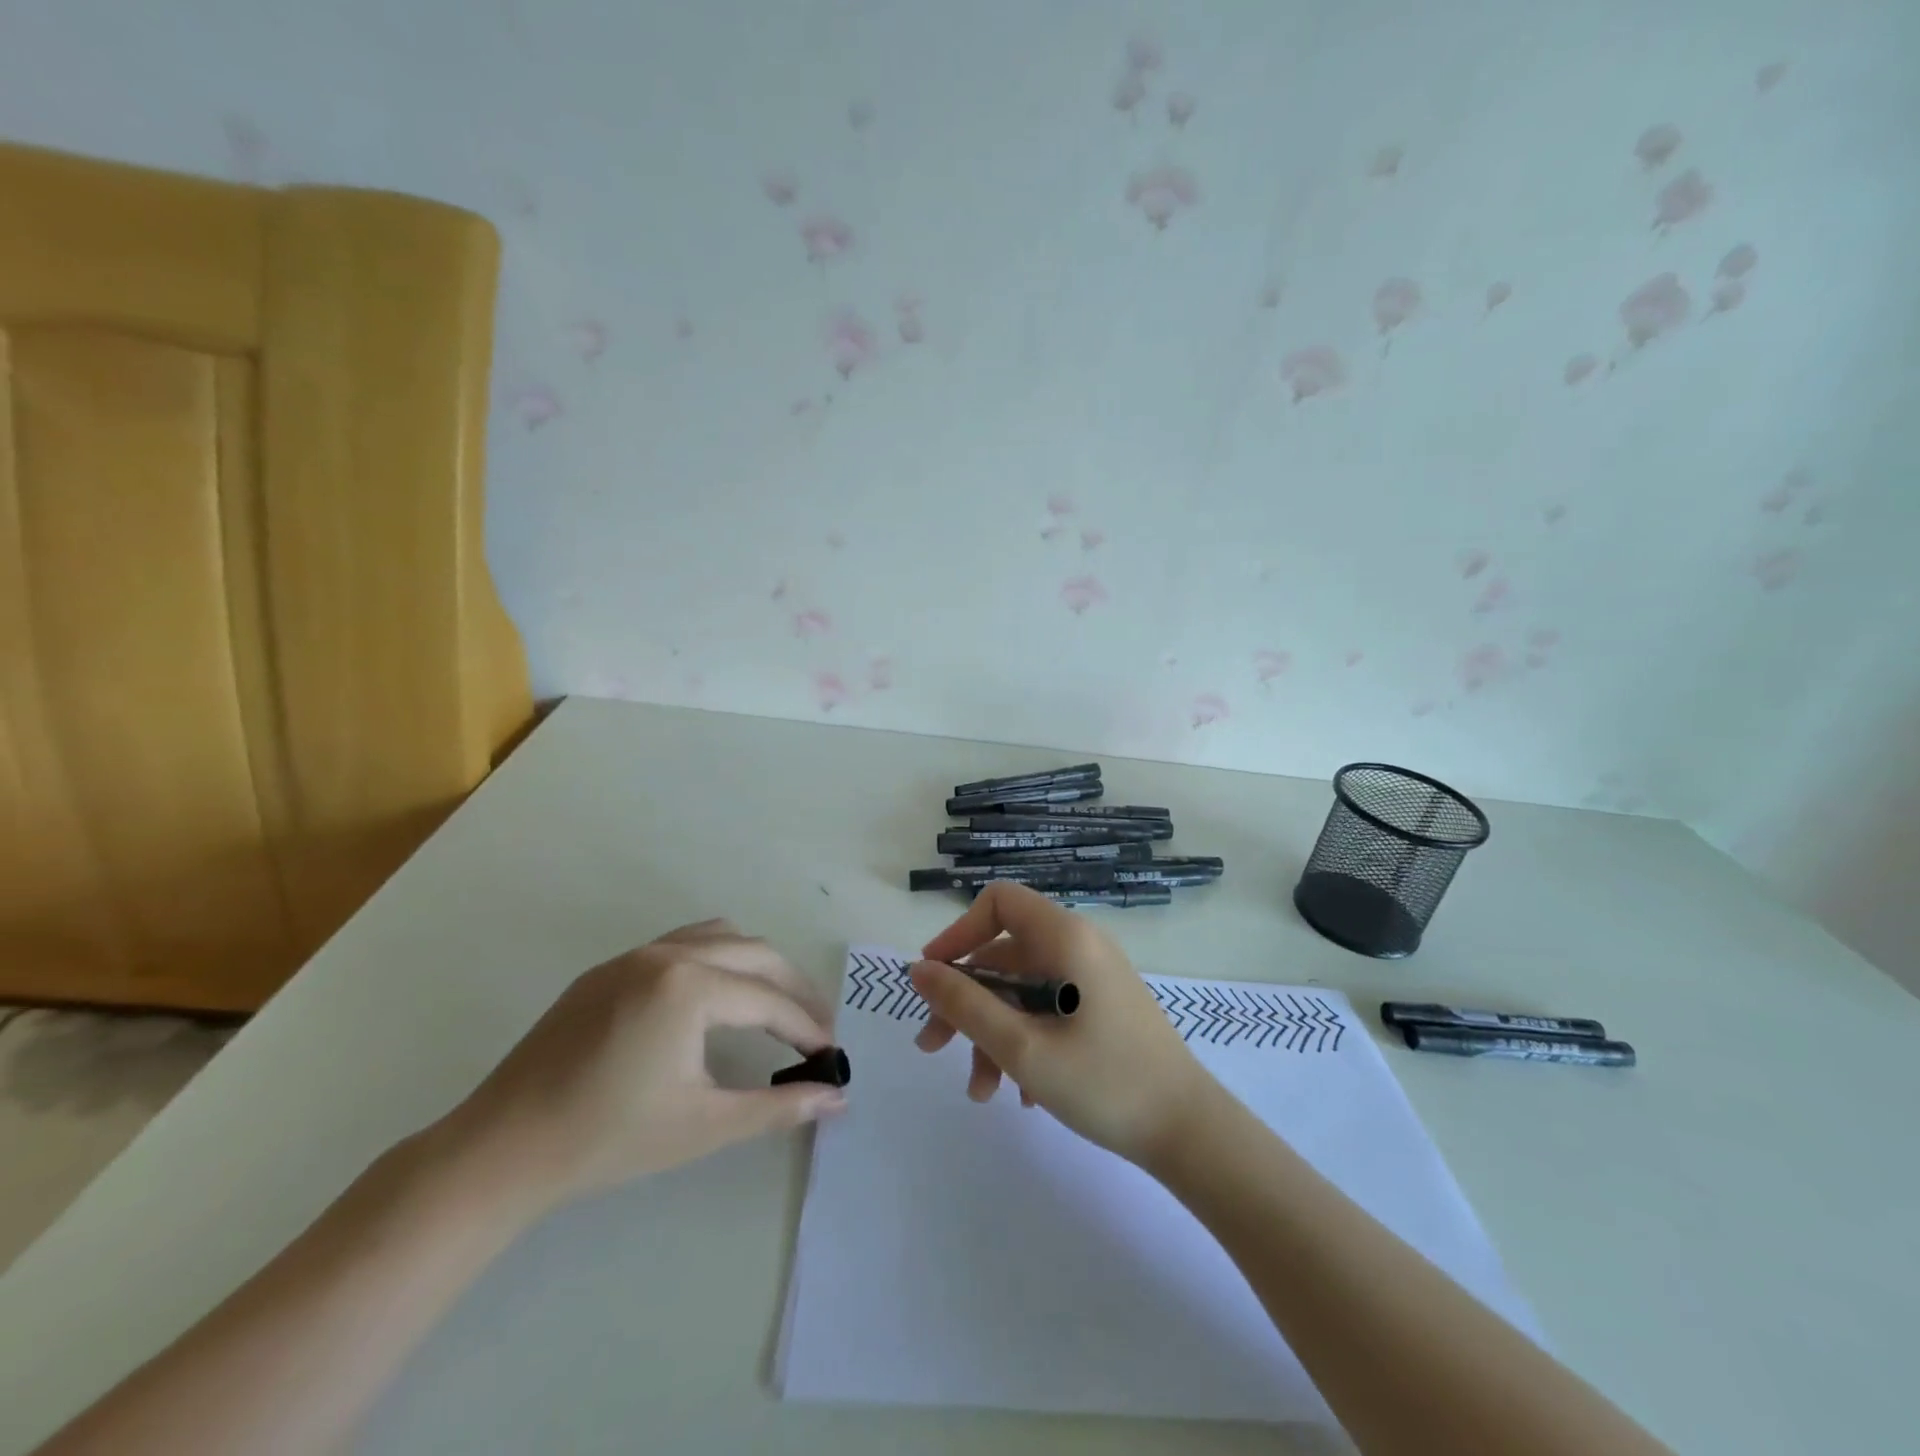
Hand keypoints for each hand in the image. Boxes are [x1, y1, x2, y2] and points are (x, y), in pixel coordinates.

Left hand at [441, 920, 843, 1215]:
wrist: (501, 1150)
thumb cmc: (608, 1139)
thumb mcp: (704, 1125)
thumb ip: (778, 1107)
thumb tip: (837, 1099)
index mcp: (690, 987)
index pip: (769, 1002)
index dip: (807, 1028)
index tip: (831, 1055)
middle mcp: (668, 954)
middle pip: (756, 954)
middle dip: (793, 988)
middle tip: (816, 1026)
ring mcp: (634, 956)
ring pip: (719, 936)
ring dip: (756, 965)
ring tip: (773, 1005)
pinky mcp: (609, 969)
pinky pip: (681, 944)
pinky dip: (716, 959)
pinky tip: (714, 999)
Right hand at [909, 883, 1220, 1167]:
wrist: (1190, 1133)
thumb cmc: (1104, 1082)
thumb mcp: (1021, 1047)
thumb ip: (964, 1005)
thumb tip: (918, 970)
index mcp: (1065, 937)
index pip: (998, 902)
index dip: (958, 933)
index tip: (934, 979)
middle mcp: (1080, 945)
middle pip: (1004, 954)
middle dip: (965, 1000)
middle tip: (933, 1048)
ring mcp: (1093, 977)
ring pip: (1023, 990)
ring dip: (993, 1033)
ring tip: (982, 1093)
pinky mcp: (1102, 1007)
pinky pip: (1048, 1008)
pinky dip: (1025, 1041)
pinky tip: (1023, 1094)